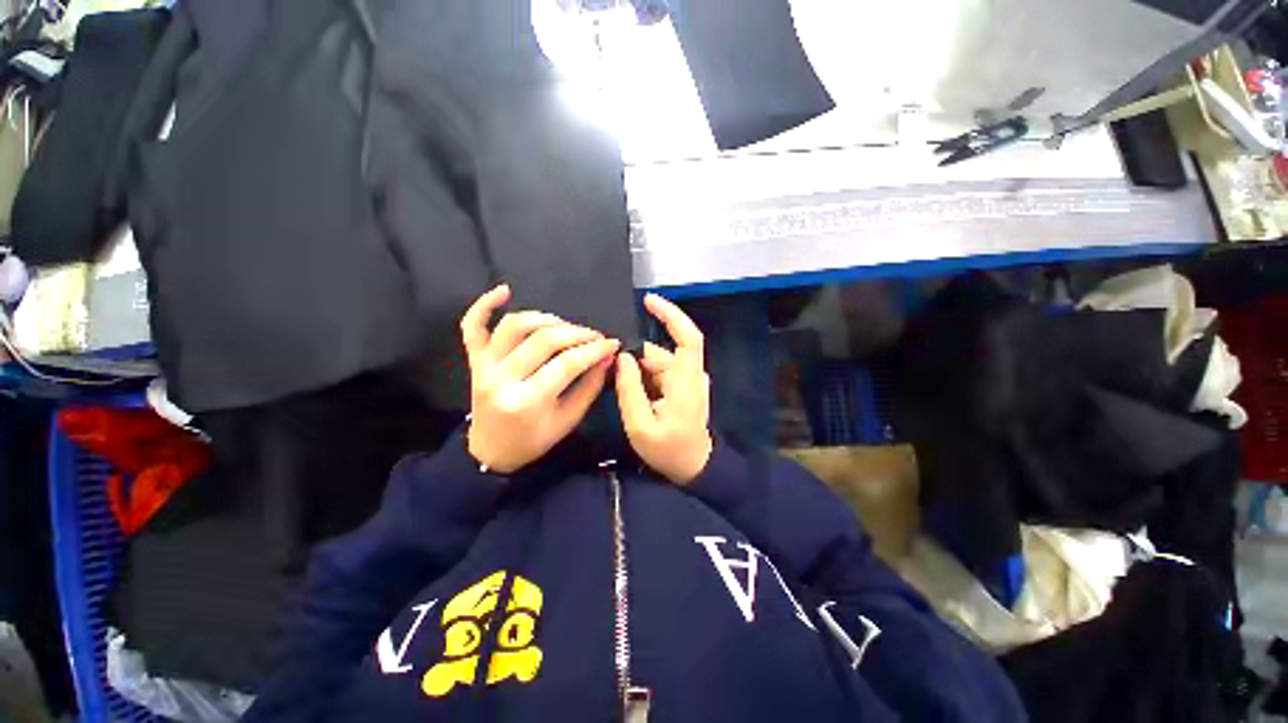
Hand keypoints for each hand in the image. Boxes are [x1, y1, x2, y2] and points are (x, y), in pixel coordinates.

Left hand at [461, 285, 619, 472]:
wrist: (491, 451)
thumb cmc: (534, 439)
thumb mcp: (569, 420)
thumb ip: (590, 386)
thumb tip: (607, 356)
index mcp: (527, 401)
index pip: (567, 364)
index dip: (594, 349)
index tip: (613, 343)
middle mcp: (501, 379)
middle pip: (544, 340)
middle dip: (577, 333)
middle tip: (595, 336)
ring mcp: (483, 366)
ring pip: (515, 325)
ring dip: (546, 319)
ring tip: (565, 326)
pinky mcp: (474, 359)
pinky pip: (472, 326)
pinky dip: (484, 304)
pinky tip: (505, 290)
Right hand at [615, 294, 712, 483]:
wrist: (694, 468)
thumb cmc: (668, 451)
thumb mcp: (640, 425)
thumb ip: (629, 388)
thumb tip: (622, 356)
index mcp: (686, 381)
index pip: (687, 338)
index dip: (671, 315)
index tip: (648, 301)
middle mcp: (691, 374)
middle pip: (660, 352)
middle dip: (633, 358)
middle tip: (608, 371)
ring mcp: (688, 380)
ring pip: (657, 363)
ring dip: (636, 370)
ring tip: (615, 386)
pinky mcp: (684, 386)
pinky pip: (660, 372)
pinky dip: (643, 377)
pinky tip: (630, 391)